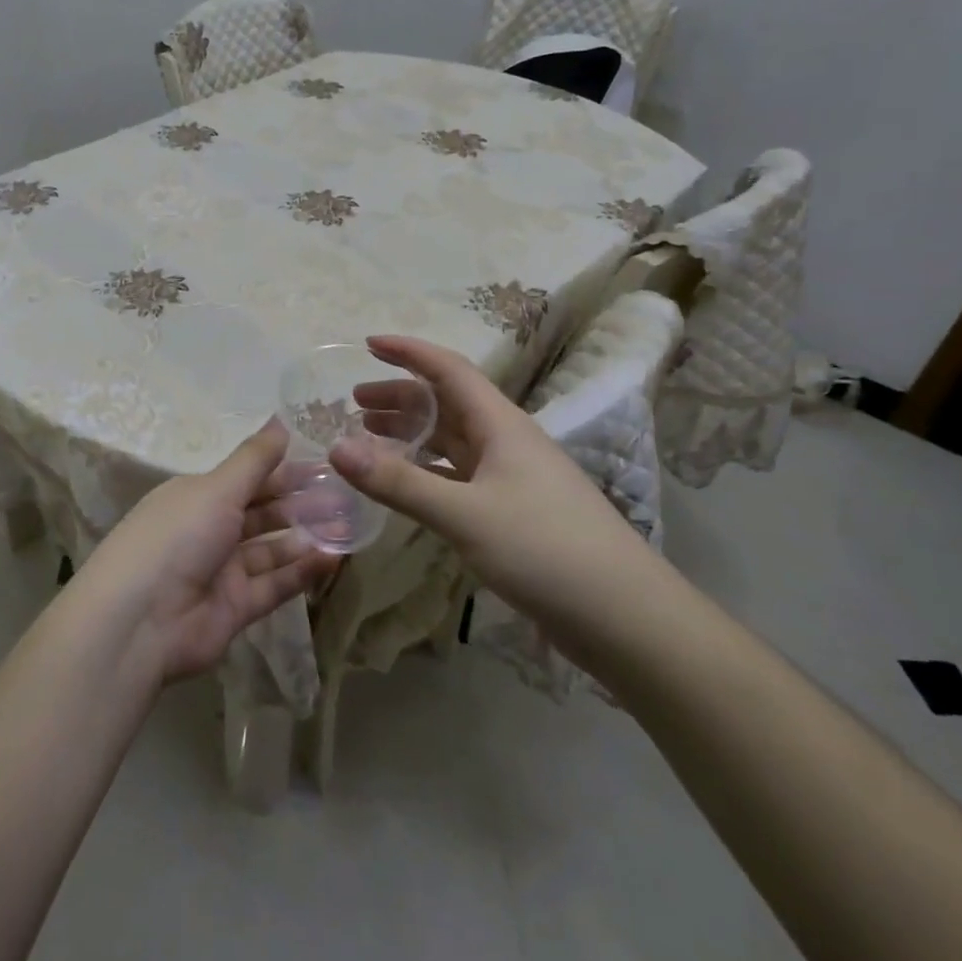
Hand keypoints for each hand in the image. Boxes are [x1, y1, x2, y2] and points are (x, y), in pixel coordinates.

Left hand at [73, 420, 339, 685]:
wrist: (140, 621)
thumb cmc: (177, 537)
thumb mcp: (216, 488)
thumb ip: (254, 459)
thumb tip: (281, 419)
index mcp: (197, 496)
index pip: (247, 478)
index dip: (283, 470)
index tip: (324, 463)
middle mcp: (209, 529)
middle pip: (262, 513)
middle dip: (300, 504)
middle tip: (345, 495)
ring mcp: (222, 571)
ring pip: (272, 549)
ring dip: (306, 537)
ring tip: (348, 525)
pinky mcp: (235, 608)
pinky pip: (274, 584)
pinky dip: (302, 572)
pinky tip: (333, 558)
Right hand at [329, 335, 653, 639]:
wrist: (625, 617)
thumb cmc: (545, 550)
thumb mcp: (464, 514)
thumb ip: (399, 482)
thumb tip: (336, 448)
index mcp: (500, 424)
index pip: (448, 369)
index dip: (409, 352)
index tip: (368, 343)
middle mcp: (506, 441)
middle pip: (447, 403)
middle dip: (401, 396)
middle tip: (355, 404)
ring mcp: (513, 477)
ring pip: (453, 440)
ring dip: (412, 433)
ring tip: (371, 437)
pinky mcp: (514, 512)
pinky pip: (459, 475)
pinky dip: (427, 471)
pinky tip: (407, 486)